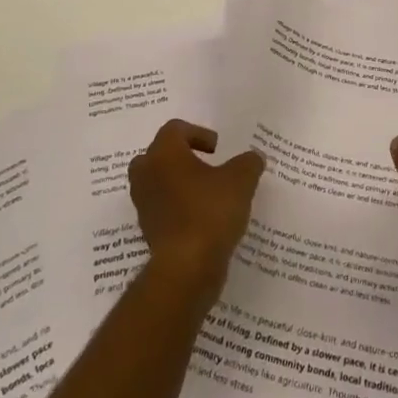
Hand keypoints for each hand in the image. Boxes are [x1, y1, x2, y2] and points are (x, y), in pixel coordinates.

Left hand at [128, 120, 264, 307]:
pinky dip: (176, 207)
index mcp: (164, 153)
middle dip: (181, 157)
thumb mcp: (241, 180)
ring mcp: (144, 204)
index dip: (198, 133)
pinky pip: (161, 208)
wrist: (186, 268)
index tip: (217, 149)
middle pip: (158, 154)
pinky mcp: (147, 230)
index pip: (174, 129)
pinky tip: (201, 218)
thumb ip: (249, 163)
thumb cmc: (210, 212)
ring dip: (177, 183)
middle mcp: (147, 174)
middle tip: (205, 165)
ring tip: (205, 193)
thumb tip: (254, 157)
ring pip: (157, 182)